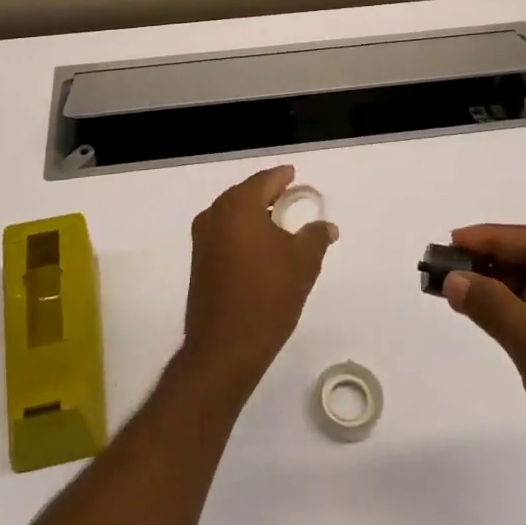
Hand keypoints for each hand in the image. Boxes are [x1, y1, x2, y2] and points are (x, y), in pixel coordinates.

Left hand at [181, 166, 336, 397]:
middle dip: (268, 194)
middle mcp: (215, 215)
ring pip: (232, 214)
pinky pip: (225, 233)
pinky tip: (261, 248)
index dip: (282, 177)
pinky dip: (243, 232)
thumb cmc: (268, 296)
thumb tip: (326, 226)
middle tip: (290, 198)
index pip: (264, 180)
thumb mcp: (303, 262)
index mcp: (238, 206)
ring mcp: (203, 239)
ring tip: (279, 224)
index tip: (294, 176)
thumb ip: (316, 236)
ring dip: (255, 215)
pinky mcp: (199, 262)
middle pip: (245, 194)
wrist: (225, 348)